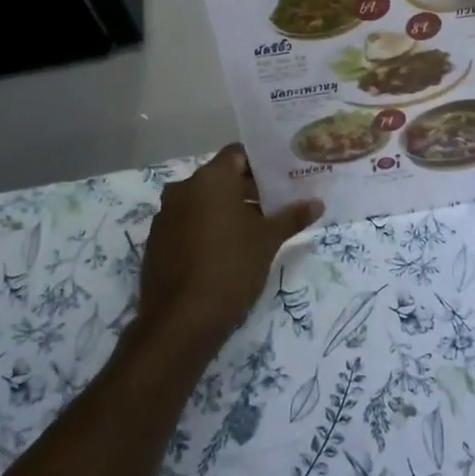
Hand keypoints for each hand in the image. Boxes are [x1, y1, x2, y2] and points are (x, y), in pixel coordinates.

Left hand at [136, 146, 321, 353]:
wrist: (181, 320)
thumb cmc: (231, 267)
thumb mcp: (268, 241)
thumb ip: (291, 217)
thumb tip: (317, 204)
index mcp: (210, 179)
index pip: (237, 155)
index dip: (260, 164)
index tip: (281, 178)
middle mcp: (183, 188)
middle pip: (220, 178)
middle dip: (246, 189)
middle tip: (275, 204)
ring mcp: (165, 215)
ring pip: (202, 201)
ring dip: (226, 209)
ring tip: (254, 229)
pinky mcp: (156, 241)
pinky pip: (187, 222)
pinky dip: (206, 227)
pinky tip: (225, 250)